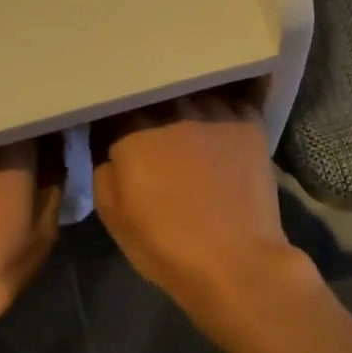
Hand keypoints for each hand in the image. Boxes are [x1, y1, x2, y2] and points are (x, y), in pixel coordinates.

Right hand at [91, 89, 293, 306]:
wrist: (236, 263)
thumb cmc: (166, 244)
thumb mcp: (113, 215)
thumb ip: (103, 170)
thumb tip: (109, 150)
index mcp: (134, 130)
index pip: (117, 103)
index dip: (115, 116)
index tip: (115, 128)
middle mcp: (173, 108)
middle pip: (156, 91)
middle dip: (150, 103)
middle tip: (152, 122)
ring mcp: (214, 111)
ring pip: (193, 90)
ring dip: (186, 101)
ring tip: (187, 115)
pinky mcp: (248, 122)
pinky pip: (231, 99)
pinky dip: (222, 107)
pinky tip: (220, 119)